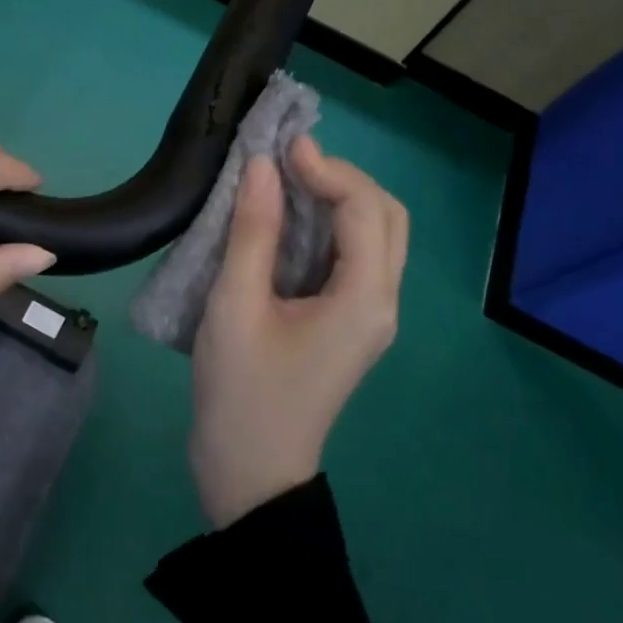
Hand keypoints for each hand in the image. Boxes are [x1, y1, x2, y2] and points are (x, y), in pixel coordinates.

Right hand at [188, 137, 408, 527]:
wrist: (250, 473)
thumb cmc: (241, 391)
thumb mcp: (236, 306)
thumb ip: (253, 232)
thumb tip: (263, 165)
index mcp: (364, 300)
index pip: (365, 209)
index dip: (328, 169)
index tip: (282, 148)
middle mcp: (380, 303)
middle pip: (386, 217)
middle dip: (344, 178)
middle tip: (291, 163)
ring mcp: (369, 316)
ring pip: (376, 235)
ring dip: (341, 199)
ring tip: (290, 179)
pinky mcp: (349, 323)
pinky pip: (355, 257)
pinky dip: (331, 225)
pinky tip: (290, 218)